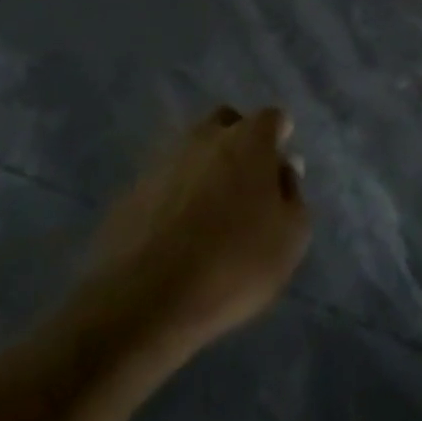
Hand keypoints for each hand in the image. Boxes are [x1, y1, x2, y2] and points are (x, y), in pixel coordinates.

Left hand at [72, 106, 310, 352]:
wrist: (142, 302)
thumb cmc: (233, 264)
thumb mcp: (290, 238)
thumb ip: (293, 195)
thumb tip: (284, 170)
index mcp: (249, 140)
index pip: (272, 118)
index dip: (279, 138)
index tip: (279, 168)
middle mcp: (204, 138)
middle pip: (226, 124)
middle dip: (238, 143)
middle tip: (246, 185)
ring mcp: (161, 163)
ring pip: (190, 152)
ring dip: (203, 171)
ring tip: (209, 216)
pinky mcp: (128, 194)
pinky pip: (162, 185)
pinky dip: (173, 199)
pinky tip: (176, 236)